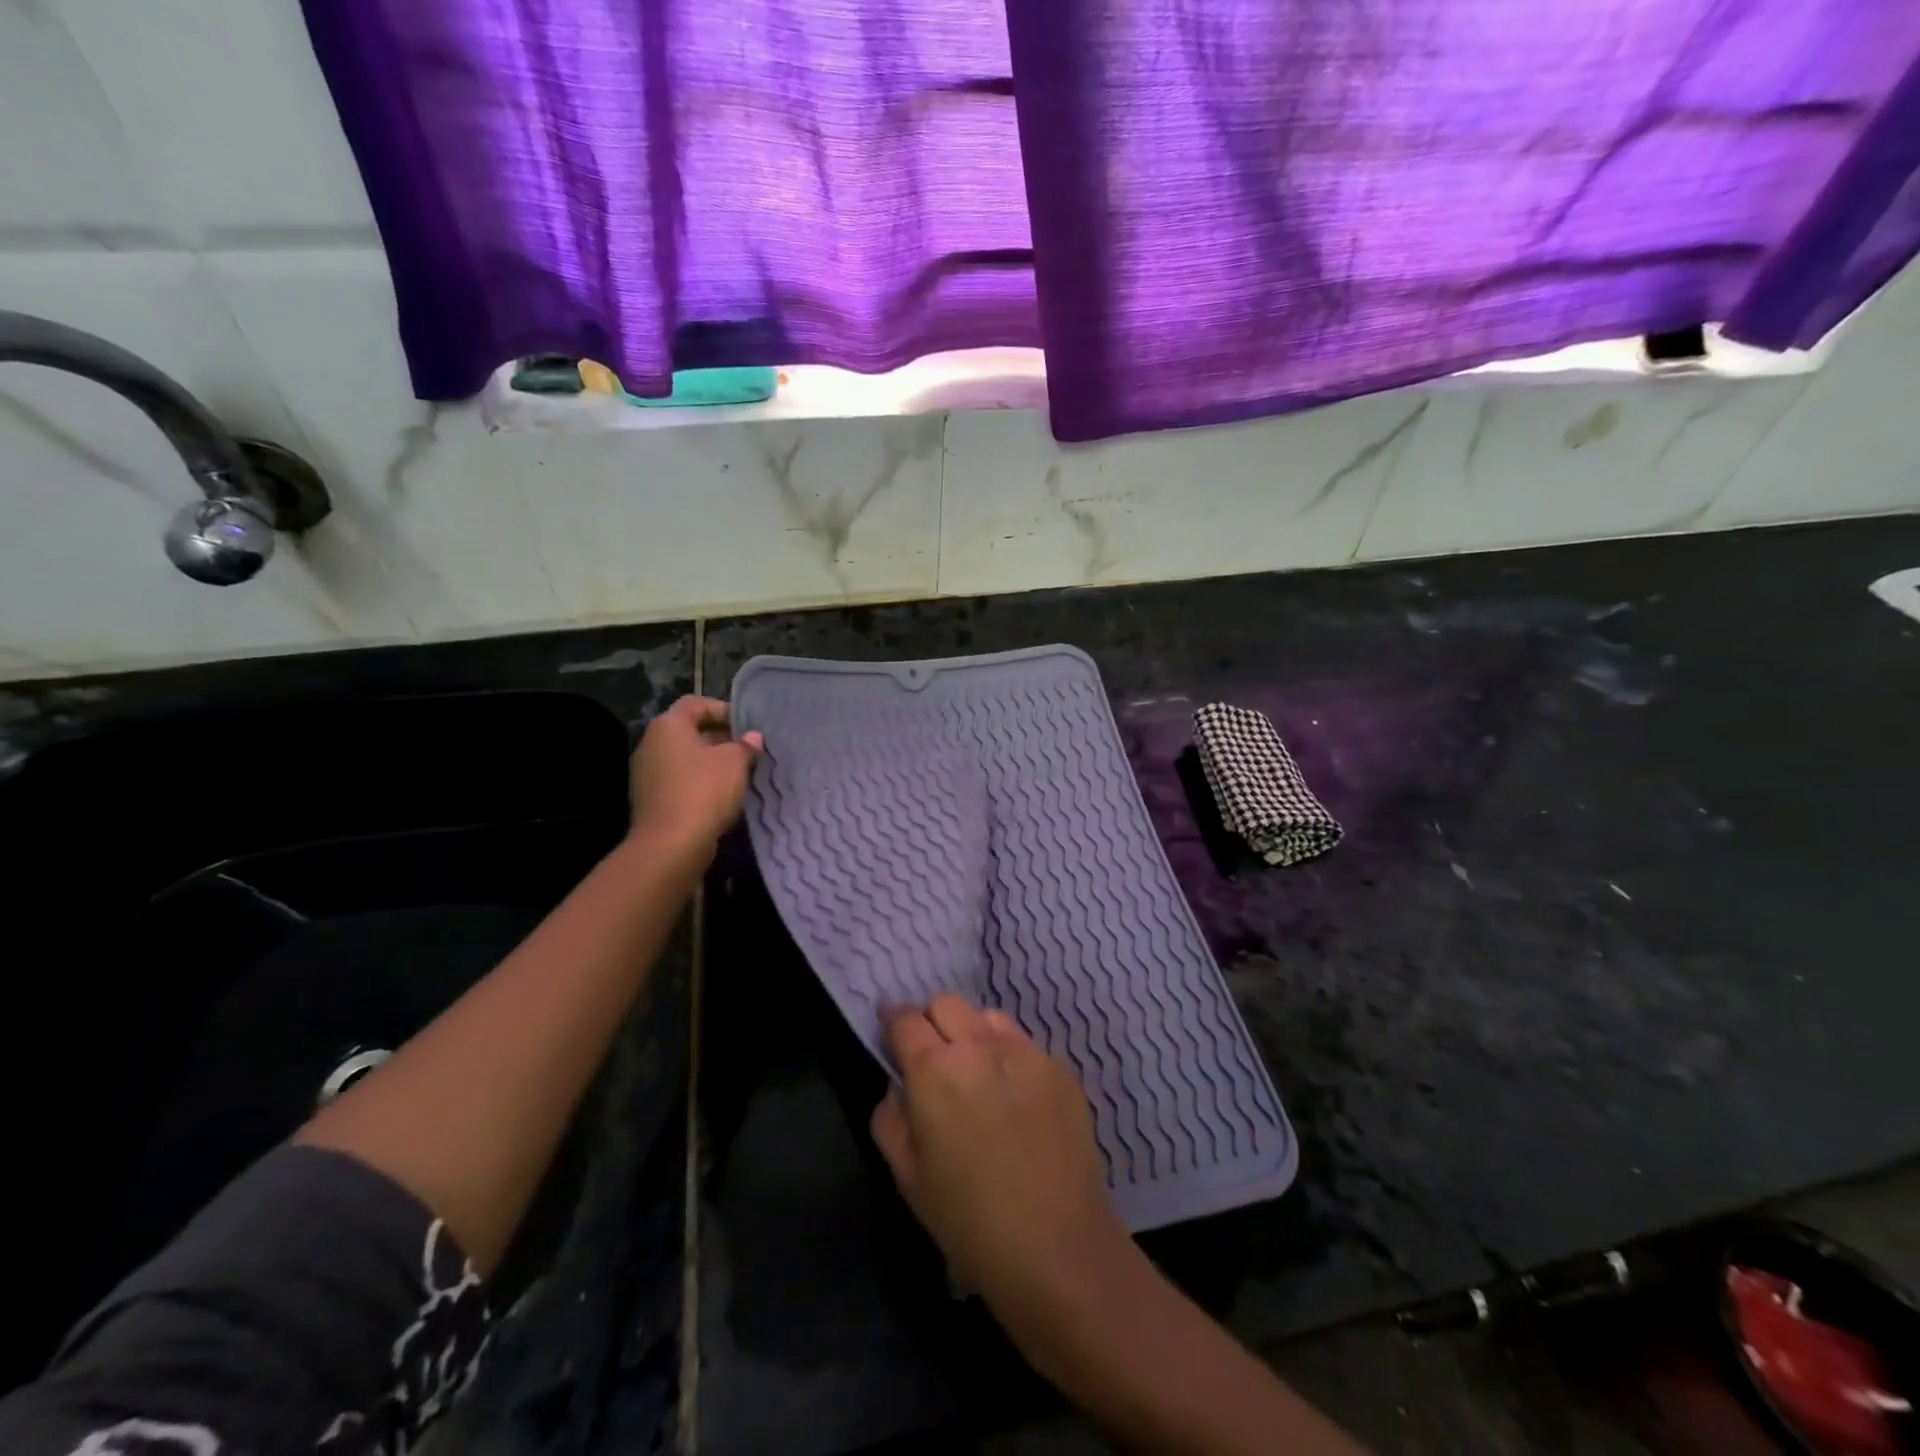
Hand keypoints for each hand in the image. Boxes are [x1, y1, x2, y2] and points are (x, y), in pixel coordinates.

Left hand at [628, 695, 762, 856]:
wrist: (671, 845)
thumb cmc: (704, 791)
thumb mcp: (735, 763)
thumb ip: (745, 745)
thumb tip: (752, 737)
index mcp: (669, 725)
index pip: (697, 703)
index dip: (724, 710)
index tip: (746, 727)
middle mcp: (651, 743)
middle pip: (689, 730)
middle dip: (719, 738)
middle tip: (747, 751)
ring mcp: (646, 772)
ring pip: (684, 757)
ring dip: (710, 762)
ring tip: (738, 774)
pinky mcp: (649, 798)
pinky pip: (678, 780)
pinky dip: (698, 782)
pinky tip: (720, 796)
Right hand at [871, 996, 1131, 1313]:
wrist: (1057, 1248)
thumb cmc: (969, 1221)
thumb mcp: (908, 1178)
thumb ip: (891, 1118)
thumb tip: (899, 1088)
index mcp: (934, 1070)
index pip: (905, 1019)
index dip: (893, 1023)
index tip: (892, 1036)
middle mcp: (979, 1046)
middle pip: (946, 1003)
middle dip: (932, 1023)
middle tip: (934, 1060)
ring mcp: (1025, 1052)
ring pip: (987, 1017)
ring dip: (973, 1035)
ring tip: (978, 1077)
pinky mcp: (1060, 1068)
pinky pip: (1024, 1044)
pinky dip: (1009, 1058)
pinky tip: (1016, 1102)